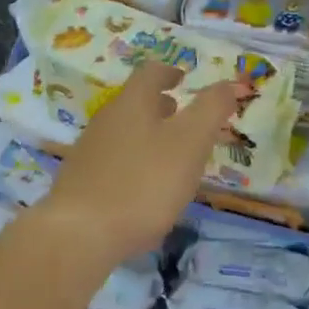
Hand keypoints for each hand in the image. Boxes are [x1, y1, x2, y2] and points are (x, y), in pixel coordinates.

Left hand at [42, 63, 245, 263]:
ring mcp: (89, 151)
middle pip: (136, 102)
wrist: (78, 236)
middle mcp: (107, 118)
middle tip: (183, 119)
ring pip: (124, 132)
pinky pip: (113, 162)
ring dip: (148, 136)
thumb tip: (229, 84)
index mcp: (134, 101)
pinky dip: (133, 164)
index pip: (151, 72)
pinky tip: (144, 191)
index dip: (170, 72)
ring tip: (170, 158)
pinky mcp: (80, 183)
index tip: (183, 79)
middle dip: (161, 107)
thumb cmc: (144, 181)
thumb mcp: (191, 141)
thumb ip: (212, 109)